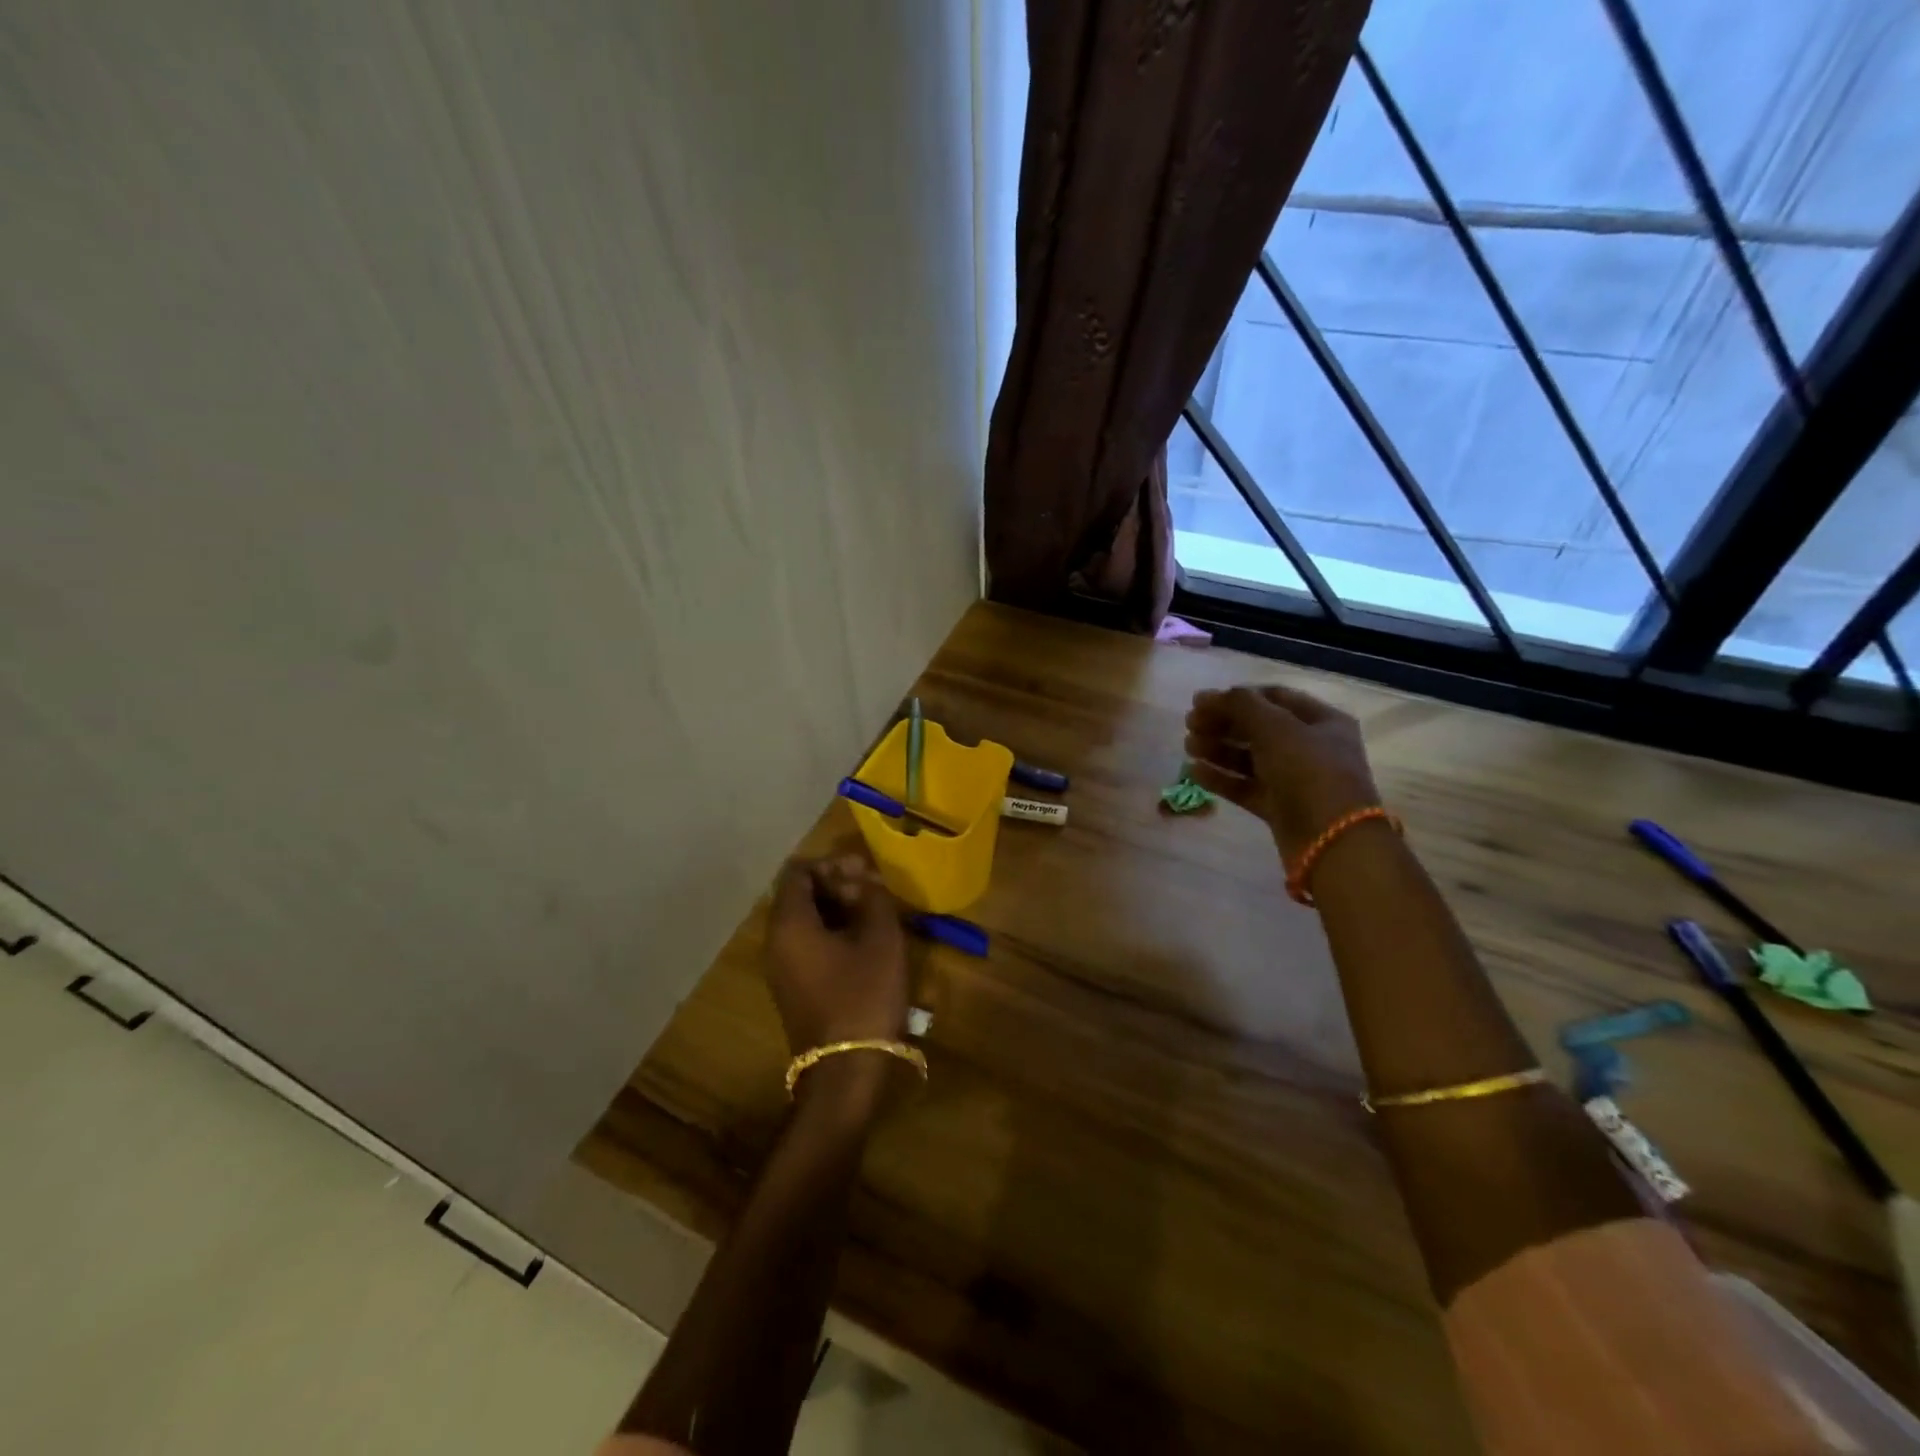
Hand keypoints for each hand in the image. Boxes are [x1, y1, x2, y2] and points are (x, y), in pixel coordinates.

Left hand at [765, 851, 909, 1056]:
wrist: (846, 1070)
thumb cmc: (863, 996)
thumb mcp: (880, 939)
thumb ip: (872, 898)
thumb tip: (864, 881)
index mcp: (789, 924)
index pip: (798, 872)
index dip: (831, 863)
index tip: (864, 872)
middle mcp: (775, 941)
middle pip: (799, 894)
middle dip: (836, 885)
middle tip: (874, 891)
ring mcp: (781, 967)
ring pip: (805, 920)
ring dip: (837, 909)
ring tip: (875, 914)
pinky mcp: (793, 987)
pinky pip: (807, 944)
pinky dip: (832, 932)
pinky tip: (864, 942)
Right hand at [1185, 683, 1381, 862]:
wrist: (1332, 841)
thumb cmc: (1309, 772)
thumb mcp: (1276, 728)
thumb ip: (1241, 705)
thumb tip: (1208, 696)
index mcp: (1321, 721)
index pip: (1274, 697)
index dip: (1237, 696)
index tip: (1202, 701)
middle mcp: (1310, 747)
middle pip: (1258, 728)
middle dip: (1223, 723)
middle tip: (1189, 724)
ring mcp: (1294, 779)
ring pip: (1249, 758)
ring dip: (1218, 749)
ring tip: (1188, 747)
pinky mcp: (1279, 807)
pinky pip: (1245, 787)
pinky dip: (1221, 778)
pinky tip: (1194, 771)